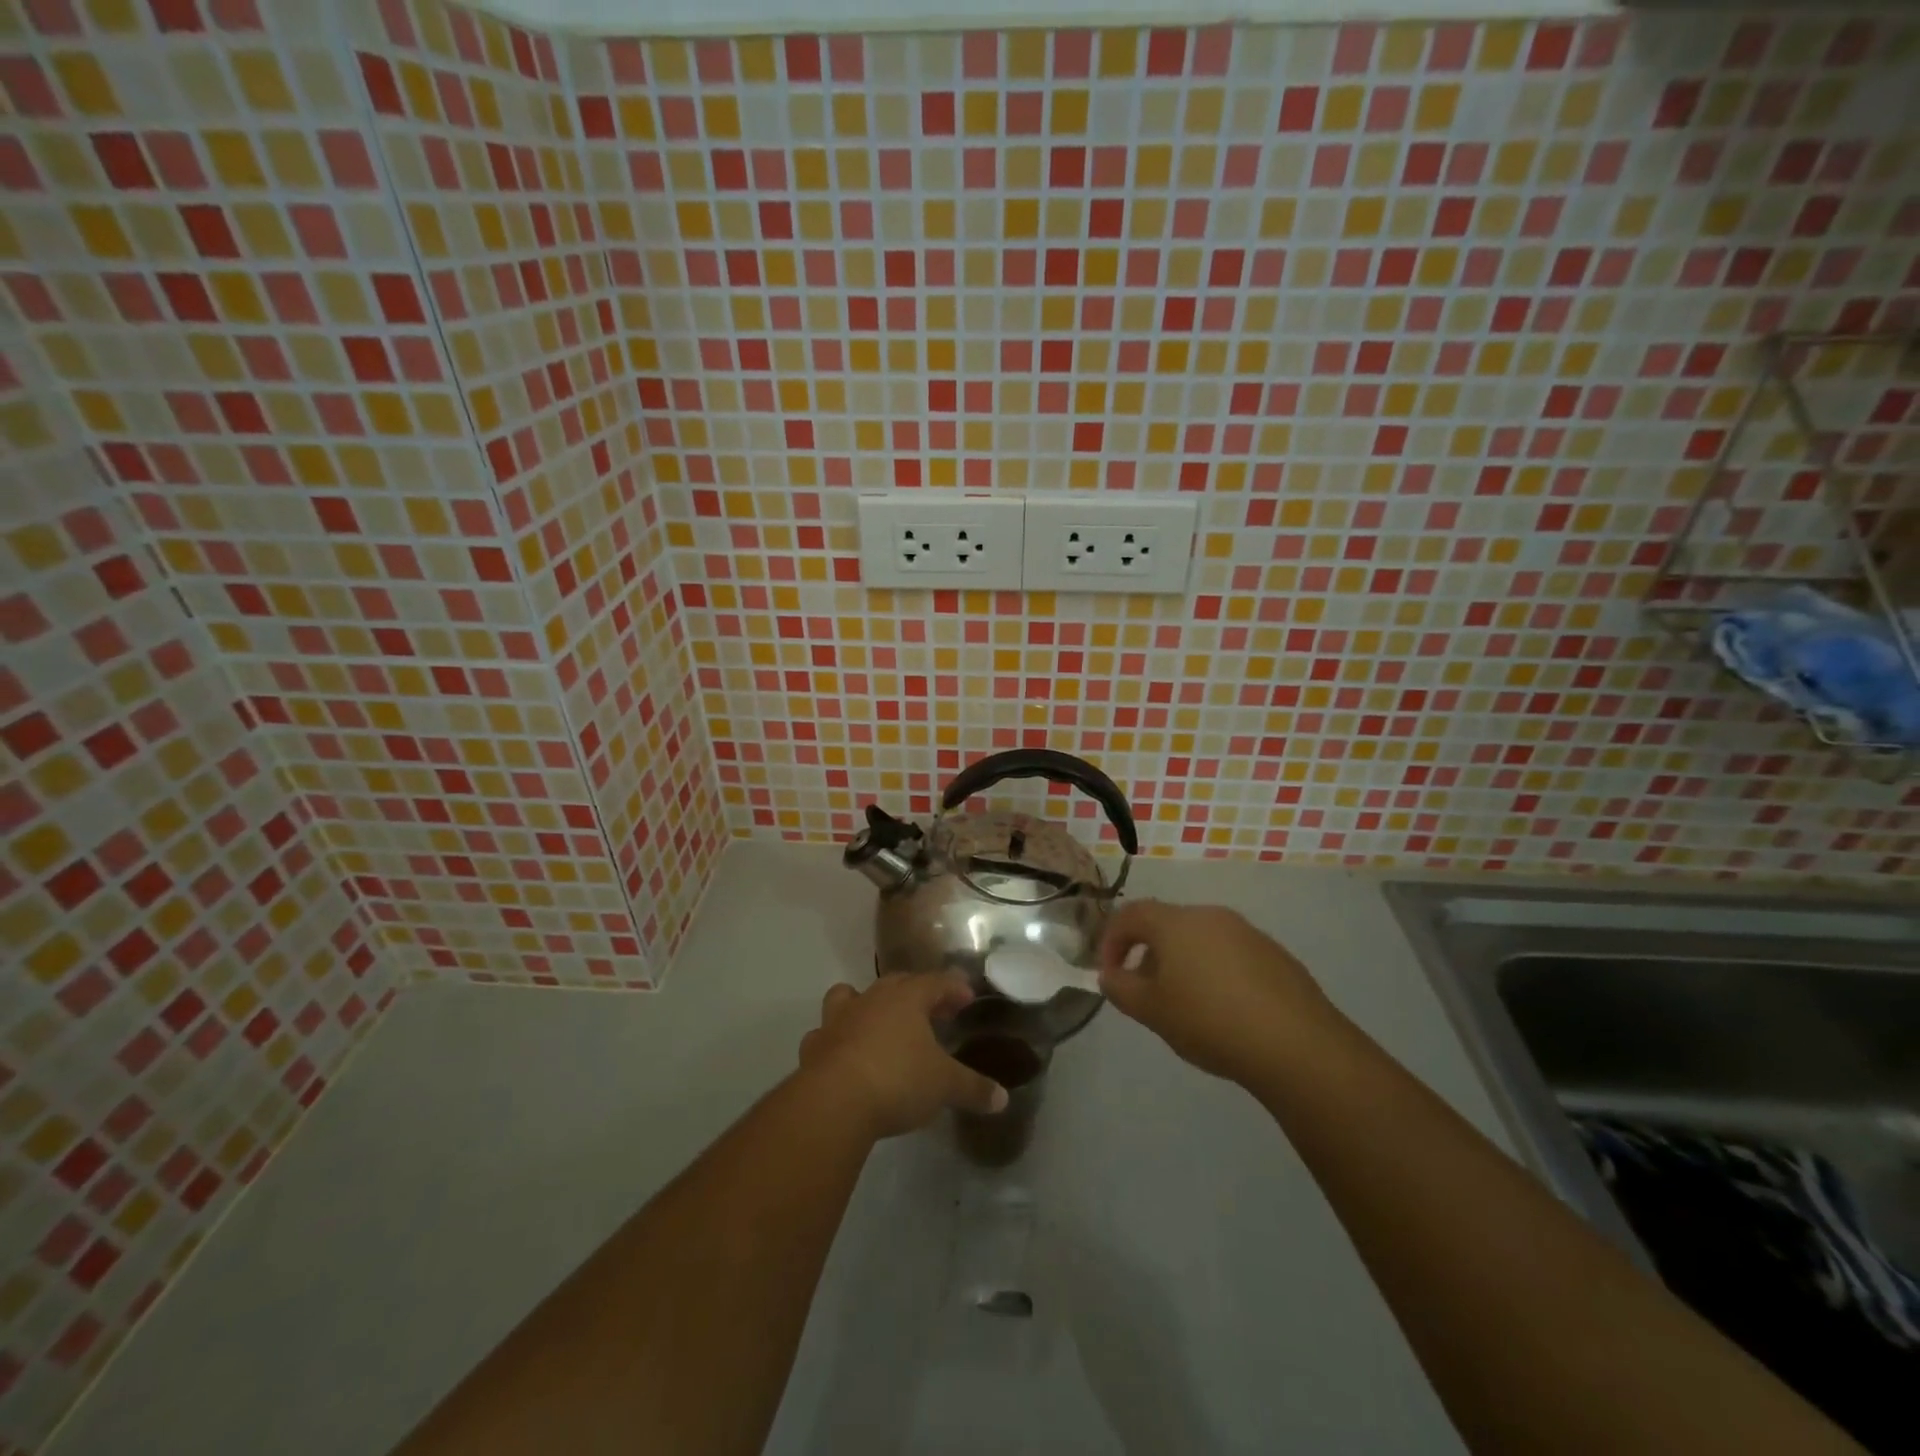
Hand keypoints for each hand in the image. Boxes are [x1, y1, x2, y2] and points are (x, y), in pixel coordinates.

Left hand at [797, 974, 1009, 1138]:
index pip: (937, 981)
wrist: (833, 1102)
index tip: (967, 998)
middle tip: (934, 1012)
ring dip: (865, 1005)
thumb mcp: (944, 1086)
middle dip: (917, 993)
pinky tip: (845, 1055)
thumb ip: (973, 1088)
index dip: (954, 988)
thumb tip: (1002, 1098)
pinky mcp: (815, 1046)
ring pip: (850, 996)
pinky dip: (836, 1040)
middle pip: (897, 983)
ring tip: (878, 1024)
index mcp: (907, 997)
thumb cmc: (897, 1080)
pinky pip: (826, 1034)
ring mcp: (838, 1019)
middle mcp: (872, 998)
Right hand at [1097, 900, 1336, 1086]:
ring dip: (1182, 963)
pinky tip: (1224, 1010)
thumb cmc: (1209, 1021)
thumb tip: (1110, 974)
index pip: (1130, 914)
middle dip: (1148, 954)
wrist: (1297, 1045)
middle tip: (1145, 992)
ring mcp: (1247, 932)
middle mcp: (1211, 916)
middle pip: (1167, 925)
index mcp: (1176, 922)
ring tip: (1185, 1005)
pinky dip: (1215, 972)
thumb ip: (1121, 988)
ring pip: (1200, 939)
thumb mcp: (1151, 1011)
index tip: (1109, 973)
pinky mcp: (1275, 955)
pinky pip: (1230, 954)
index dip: (1111, 941)